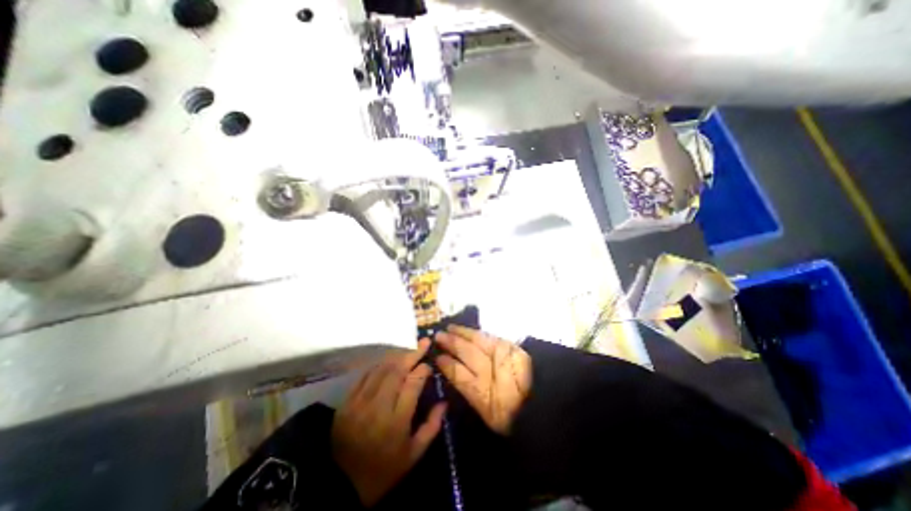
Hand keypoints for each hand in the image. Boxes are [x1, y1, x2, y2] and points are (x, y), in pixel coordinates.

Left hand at [334, 339, 446, 506]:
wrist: (340, 486)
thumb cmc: (383, 471)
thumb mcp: (413, 455)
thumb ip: (431, 426)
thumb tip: (444, 402)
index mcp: (397, 420)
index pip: (412, 383)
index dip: (423, 369)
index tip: (429, 364)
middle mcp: (378, 406)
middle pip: (397, 370)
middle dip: (412, 354)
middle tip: (424, 342)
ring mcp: (360, 401)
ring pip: (381, 369)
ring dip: (397, 356)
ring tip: (409, 350)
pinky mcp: (347, 401)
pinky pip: (365, 375)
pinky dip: (379, 364)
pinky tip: (388, 361)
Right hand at [435, 327, 534, 434]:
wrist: (540, 403)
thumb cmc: (511, 413)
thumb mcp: (487, 412)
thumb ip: (471, 392)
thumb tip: (455, 373)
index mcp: (482, 395)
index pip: (458, 375)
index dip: (447, 364)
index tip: (437, 357)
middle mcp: (489, 373)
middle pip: (466, 353)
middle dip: (451, 343)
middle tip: (438, 336)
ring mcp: (500, 357)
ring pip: (476, 341)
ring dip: (461, 333)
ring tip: (449, 328)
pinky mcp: (510, 348)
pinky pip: (489, 337)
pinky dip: (476, 333)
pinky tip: (468, 330)